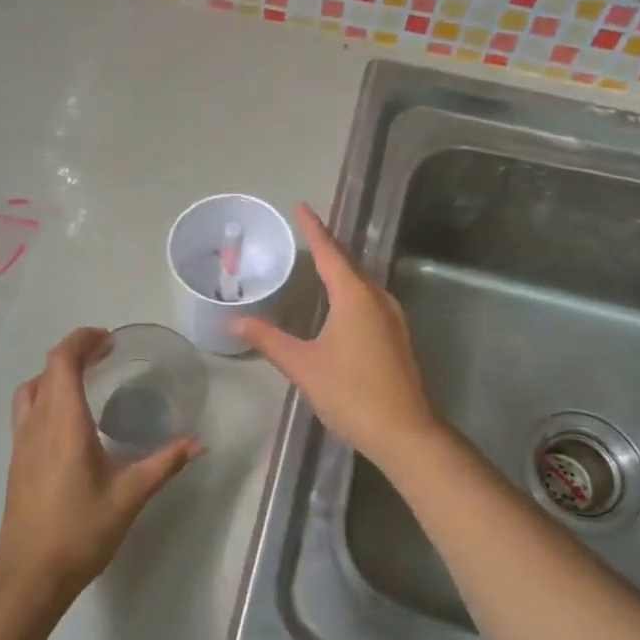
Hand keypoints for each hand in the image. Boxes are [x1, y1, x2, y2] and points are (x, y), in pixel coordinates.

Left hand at [0, 327, 202, 615]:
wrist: (29, 577)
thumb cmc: (80, 532)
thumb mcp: (129, 497)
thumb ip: (164, 464)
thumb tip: (198, 443)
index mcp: (63, 423)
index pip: (62, 360)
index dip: (82, 340)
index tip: (108, 340)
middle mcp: (36, 424)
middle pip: (46, 369)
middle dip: (74, 353)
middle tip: (105, 356)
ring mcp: (21, 442)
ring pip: (31, 390)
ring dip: (55, 374)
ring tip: (87, 382)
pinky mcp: (16, 460)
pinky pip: (27, 411)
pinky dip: (46, 397)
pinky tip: (71, 422)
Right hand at [232, 205, 440, 467]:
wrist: (404, 432)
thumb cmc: (351, 393)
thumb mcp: (303, 365)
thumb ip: (269, 339)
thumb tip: (234, 320)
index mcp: (354, 297)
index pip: (329, 252)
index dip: (314, 229)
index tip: (302, 206)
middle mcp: (377, 298)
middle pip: (348, 264)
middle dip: (327, 247)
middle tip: (305, 233)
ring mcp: (393, 317)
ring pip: (362, 283)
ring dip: (341, 270)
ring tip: (319, 263)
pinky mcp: (398, 336)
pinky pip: (370, 300)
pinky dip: (351, 291)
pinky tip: (341, 304)